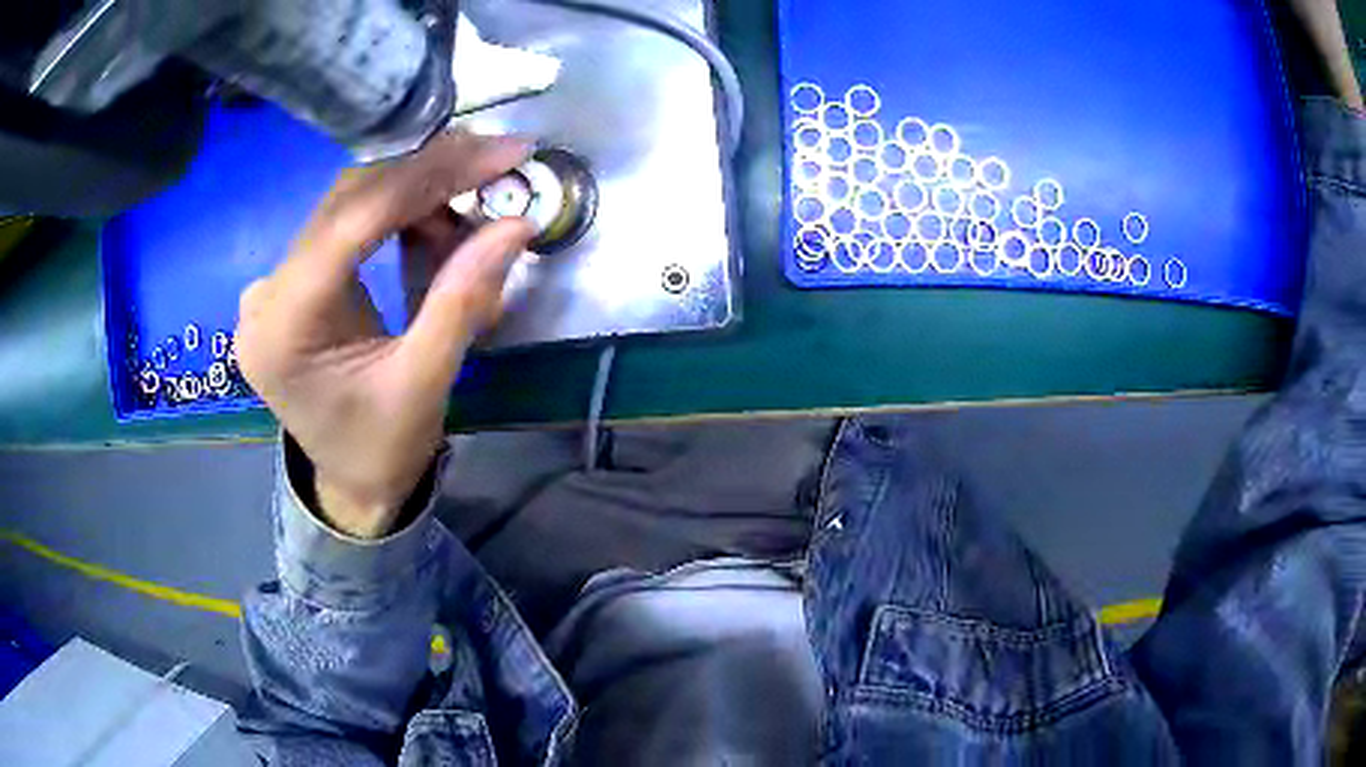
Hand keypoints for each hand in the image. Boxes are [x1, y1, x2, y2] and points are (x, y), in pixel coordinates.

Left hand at [236, 131, 533, 537]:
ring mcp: (272, 286)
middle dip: (428, 176)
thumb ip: (464, 299)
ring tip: (470, 212)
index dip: (429, 176)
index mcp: (284, 328)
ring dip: (415, 195)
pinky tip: (431, 227)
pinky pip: (344, 225)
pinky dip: (395, 216)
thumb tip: (517, 223)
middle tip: (497, 166)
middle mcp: (266, 295)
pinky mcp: (290, 283)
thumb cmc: (382, 448)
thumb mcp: (426, 383)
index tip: (500, 152)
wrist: (351, 483)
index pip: (352, 220)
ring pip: (348, 205)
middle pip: (347, 201)